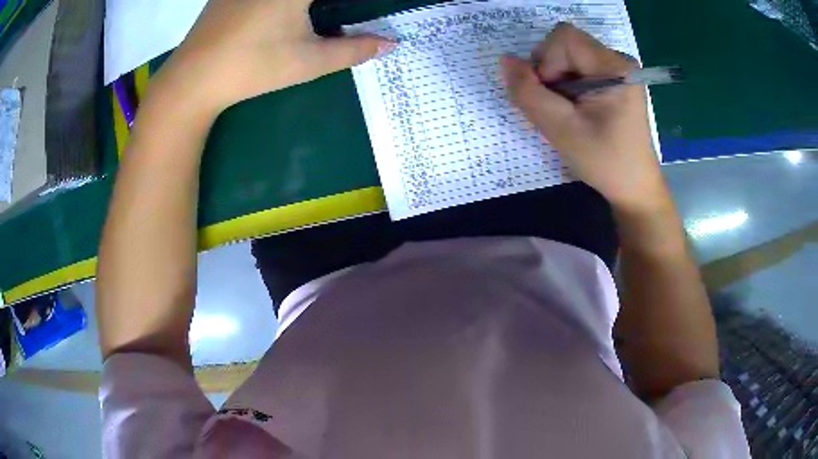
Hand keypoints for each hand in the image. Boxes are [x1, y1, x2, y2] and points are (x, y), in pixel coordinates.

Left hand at [155, 0, 395, 112]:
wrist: (193, 80)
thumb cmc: (254, 68)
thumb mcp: (309, 61)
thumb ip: (354, 50)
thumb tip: (390, 44)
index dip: (347, 1)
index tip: (347, 11)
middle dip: (324, 4)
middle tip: (328, 14)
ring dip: (301, 4)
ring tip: (307, 15)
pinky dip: (278, 2)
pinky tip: (272, 17)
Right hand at [501, 23, 665, 212]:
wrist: (634, 186)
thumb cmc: (604, 161)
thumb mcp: (560, 129)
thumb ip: (528, 93)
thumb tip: (506, 61)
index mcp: (615, 66)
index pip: (564, 37)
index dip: (547, 62)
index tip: (554, 96)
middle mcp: (618, 59)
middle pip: (565, 44)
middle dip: (550, 72)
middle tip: (560, 108)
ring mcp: (617, 69)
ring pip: (568, 55)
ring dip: (556, 81)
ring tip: (569, 112)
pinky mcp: (614, 79)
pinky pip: (577, 67)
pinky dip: (566, 85)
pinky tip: (576, 109)